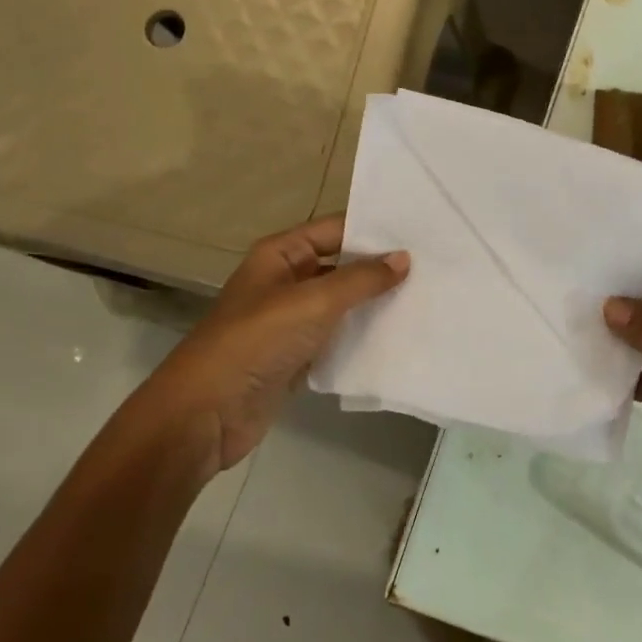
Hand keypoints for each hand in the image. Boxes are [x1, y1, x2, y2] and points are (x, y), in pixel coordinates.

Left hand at [134, 216, 406, 471]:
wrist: (207, 413)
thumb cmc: (256, 341)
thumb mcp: (312, 301)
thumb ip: (360, 279)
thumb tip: (404, 258)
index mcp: (281, 254)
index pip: (335, 229)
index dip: (374, 229)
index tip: (421, 231)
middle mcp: (287, 280)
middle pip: (341, 265)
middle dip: (381, 268)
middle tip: (434, 266)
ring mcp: (292, 320)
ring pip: (342, 303)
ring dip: (375, 304)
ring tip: (427, 298)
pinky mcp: (298, 355)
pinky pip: (338, 337)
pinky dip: (363, 337)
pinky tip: (400, 336)